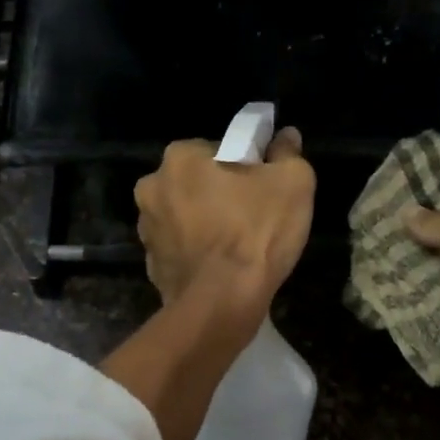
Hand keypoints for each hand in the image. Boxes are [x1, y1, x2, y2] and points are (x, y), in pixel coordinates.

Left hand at [134, 129, 315, 330]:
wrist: (222, 303)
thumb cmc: (256, 232)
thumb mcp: (293, 182)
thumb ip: (287, 153)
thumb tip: (285, 137)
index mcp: (179, 157)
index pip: (216, 149)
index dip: (242, 165)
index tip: (260, 184)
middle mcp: (152, 186)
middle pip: (194, 181)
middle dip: (217, 192)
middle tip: (250, 213)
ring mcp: (146, 228)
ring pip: (183, 214)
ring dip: (203, 222)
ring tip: (236, 244)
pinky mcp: (150, 263)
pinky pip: (178, 247)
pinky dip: (195, 251)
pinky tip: (219, 266)